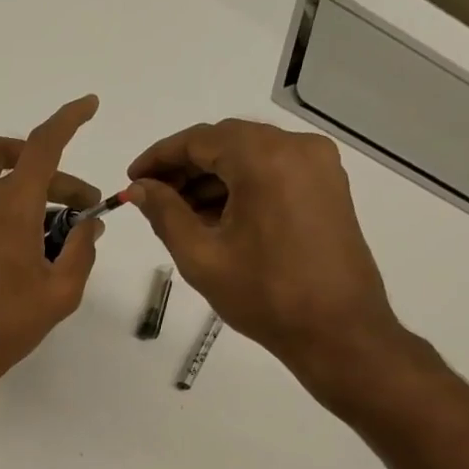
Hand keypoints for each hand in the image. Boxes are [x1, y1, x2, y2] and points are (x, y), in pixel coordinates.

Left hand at [0, 95, 106, 403]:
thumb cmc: (7, 327)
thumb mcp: (61, 293)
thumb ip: (82, 251)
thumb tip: (90, 225)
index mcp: (15, 207)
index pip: (44, 146)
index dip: (69, 120)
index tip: (87, 106)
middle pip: (18, 159)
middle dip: (54, 175)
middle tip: (74, 206)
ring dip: (8, 165)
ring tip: (27, 190)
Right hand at [128, 119, 410, 401]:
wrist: (335, 329)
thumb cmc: (262, 294)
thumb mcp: (201, 255)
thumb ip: (164, 214)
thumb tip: (138, 188)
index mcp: (265, 160)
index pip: (199, 139)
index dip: (159, 157)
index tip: (132, 180)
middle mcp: (297, 148)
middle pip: (227, 141)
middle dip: (184, 166)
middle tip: (150, 198)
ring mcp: (318, 165)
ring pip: (250, 155)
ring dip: (211, 177)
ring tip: (178, 213)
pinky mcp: (327, 186)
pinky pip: (272, 171)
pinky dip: (239, 185)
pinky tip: (215, 217)